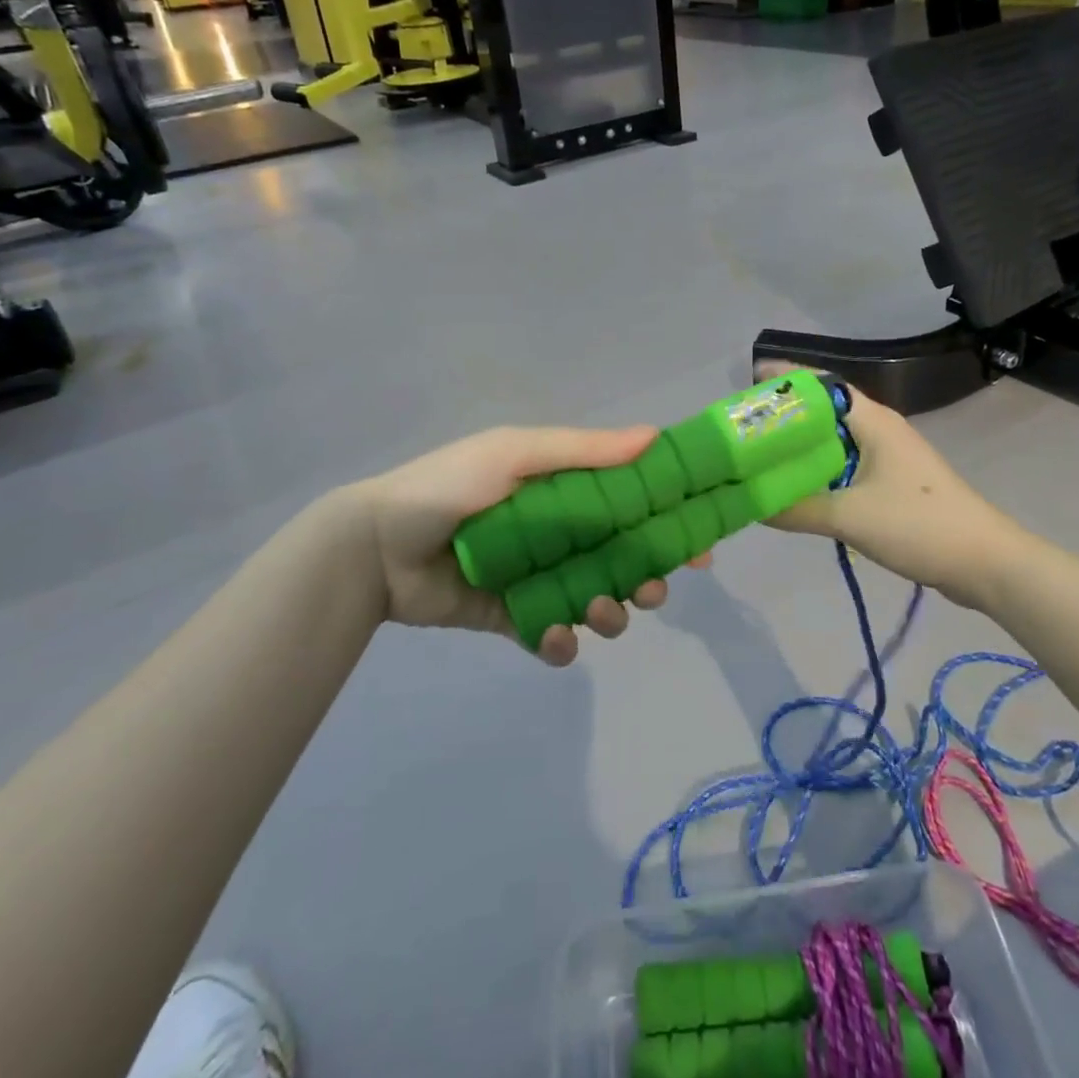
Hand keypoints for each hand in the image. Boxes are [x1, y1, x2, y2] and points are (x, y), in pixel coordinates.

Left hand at [362, 425, 703, 666]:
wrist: (377, 546)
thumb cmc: (450, 487)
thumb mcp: (516, 454)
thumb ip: (584, 451)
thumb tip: (655, 437)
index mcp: (564, 490)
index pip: (631, 503)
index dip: (669, 522)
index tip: (701, 545)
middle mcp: (559, 532)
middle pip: (623, 558)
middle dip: (648, 577)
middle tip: (652, 591)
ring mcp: (537, 576)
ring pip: (596, 600)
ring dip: (611, 613)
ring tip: (598, 614)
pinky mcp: (513, 616)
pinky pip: (551, 634)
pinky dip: (560, 641)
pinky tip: (553, 637)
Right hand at [755, 362, 1026, 597]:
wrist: (986, 563)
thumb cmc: (919, 525)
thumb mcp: (850, 517)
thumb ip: (797, 508)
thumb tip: (749, 503)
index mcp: (873, 421)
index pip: (822, 384)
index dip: (786, 380)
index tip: (748, 385)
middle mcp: (879, 430)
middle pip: (824, 412)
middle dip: (785, 417)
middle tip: (743, 429)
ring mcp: (888, 457)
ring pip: (834, 442)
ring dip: (801, 448)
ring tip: (760, 457)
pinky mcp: (892, 484)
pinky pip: (845, 466)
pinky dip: (818, 472)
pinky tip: (796, 489)